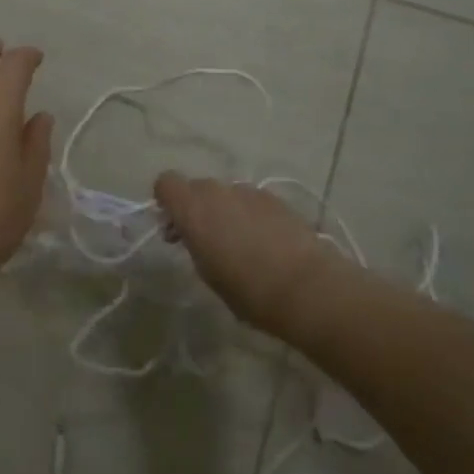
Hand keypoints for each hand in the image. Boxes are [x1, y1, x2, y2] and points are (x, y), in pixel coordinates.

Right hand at [153, 174, 352, 335]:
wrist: (307, 287)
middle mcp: (219, 191)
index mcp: (194, 208)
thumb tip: (195, 234)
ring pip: (226, 194)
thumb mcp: (207, 273)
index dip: (167, 201)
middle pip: (197, 188)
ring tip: (241, 244)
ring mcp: (250, 192)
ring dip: (225, 211)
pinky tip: (265, 243)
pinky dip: (250, 215)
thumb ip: (195, 244)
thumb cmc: (248, 290)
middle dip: (197, 208)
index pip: (166, 183)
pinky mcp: (277, 199)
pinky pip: (251, 201)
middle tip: (205, 241)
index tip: (175, 227)